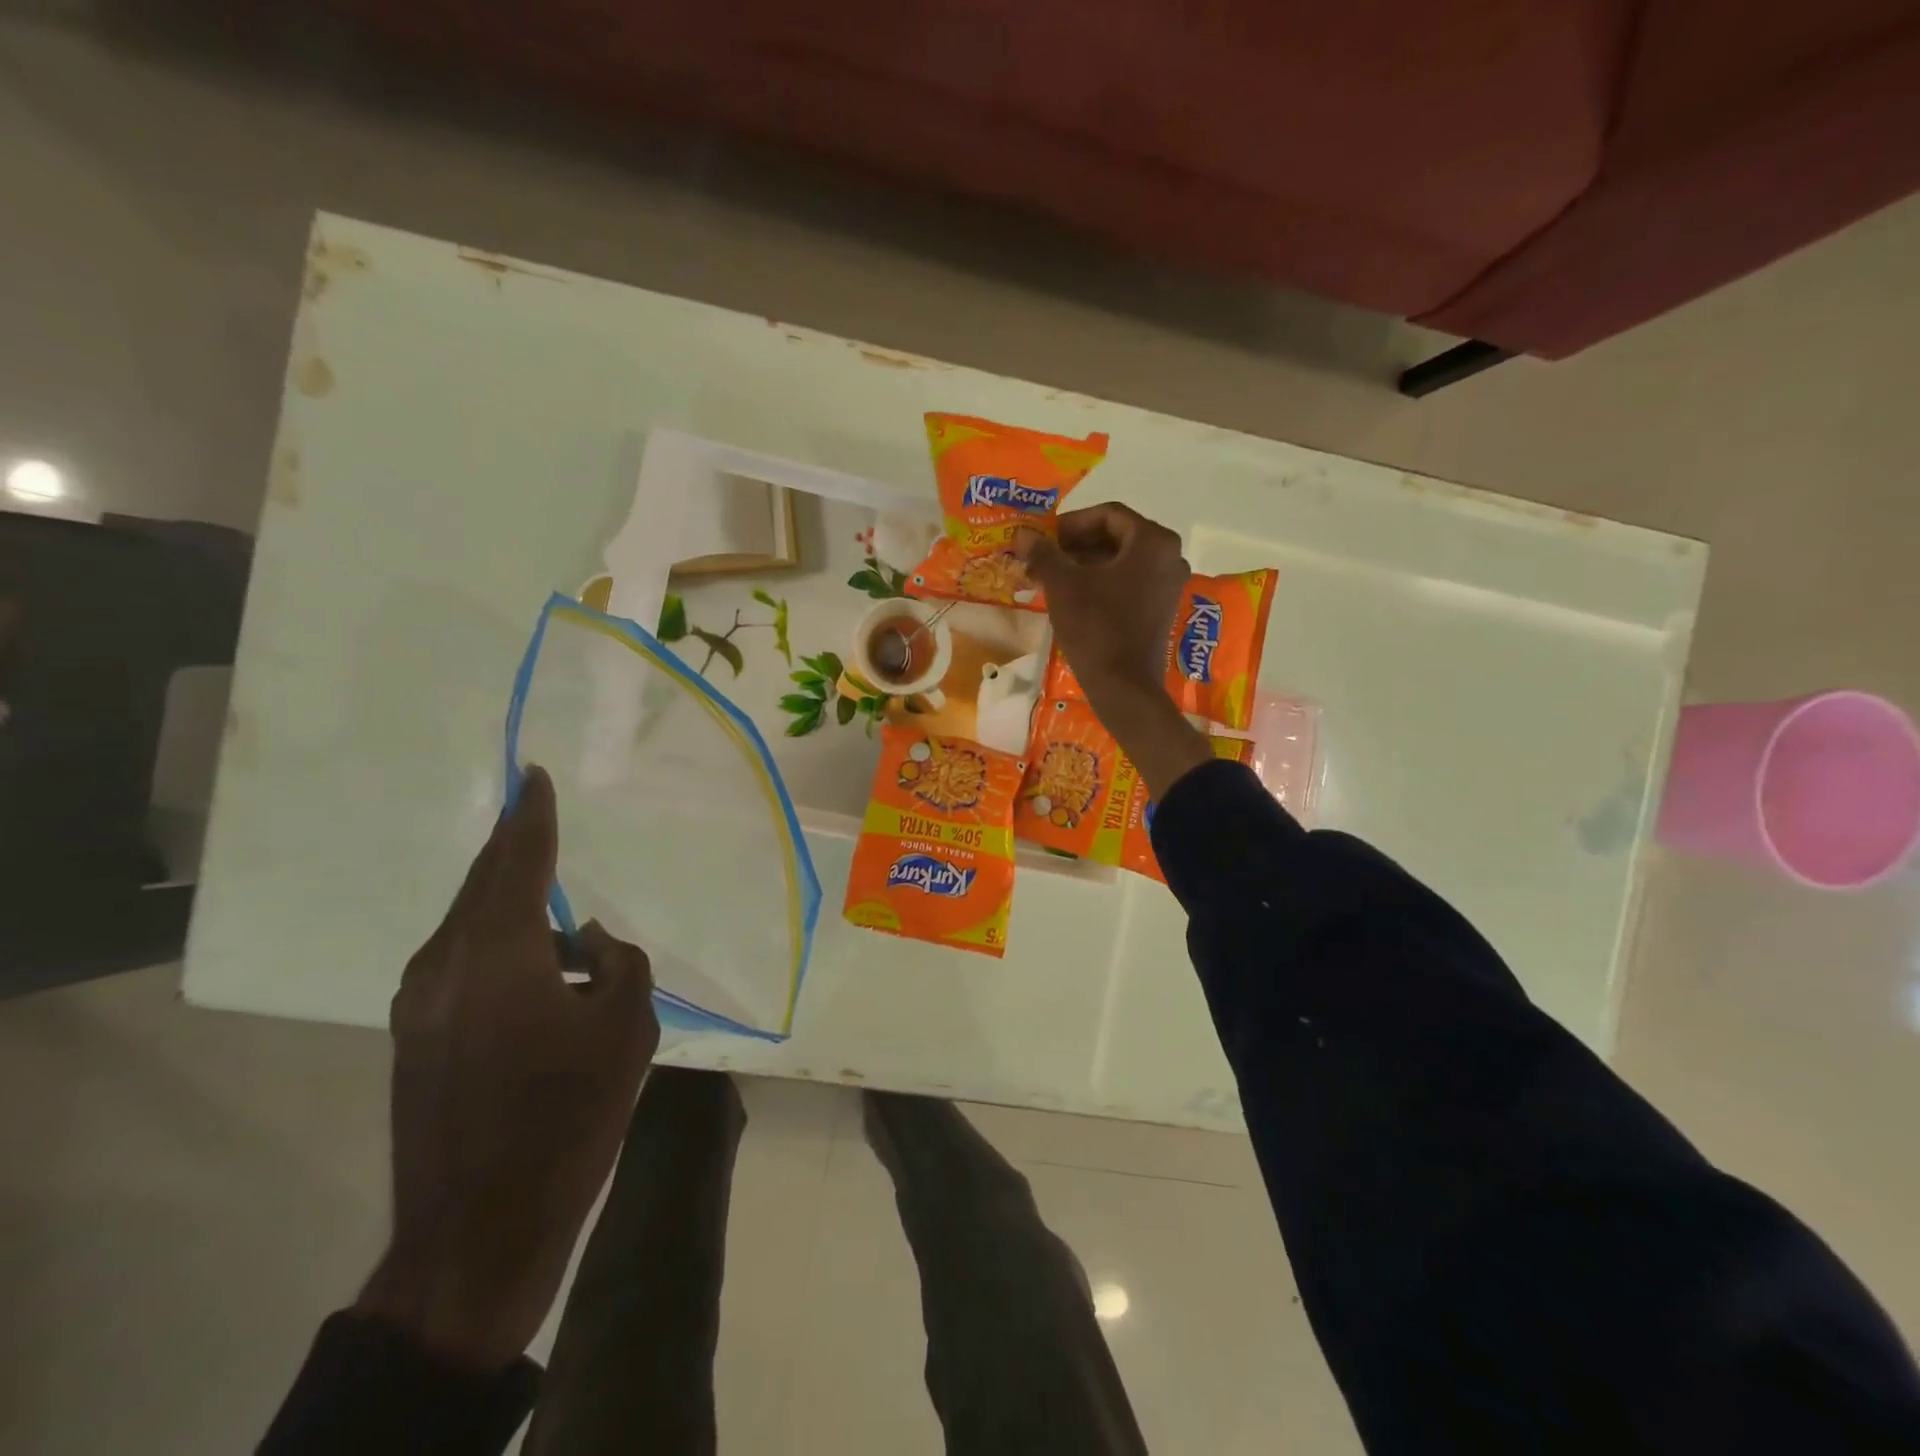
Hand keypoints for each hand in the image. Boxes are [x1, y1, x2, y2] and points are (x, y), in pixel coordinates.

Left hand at [356, 766, 658, 1370]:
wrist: (478, 1230)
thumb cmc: (566, 1117)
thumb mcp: (627, 1030)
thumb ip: (618, 964)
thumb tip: (588, 941)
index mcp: (497, 955)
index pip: (518, 862)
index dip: (530, 816)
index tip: (532, 773)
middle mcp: (444, 965)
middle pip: (482, 886)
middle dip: (512, 849)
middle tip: (536, 816)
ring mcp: (419, 1004)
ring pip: (470, 926)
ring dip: (512, 909)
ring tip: (560, 924)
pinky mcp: (414, 1037)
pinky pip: (462, 964)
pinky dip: (500, 947)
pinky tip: (538, 973)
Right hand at [1016, 505, 1213, 797]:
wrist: (1124, 686)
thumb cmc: (1095, 627)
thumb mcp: (1063, 585)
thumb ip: (1043, 553)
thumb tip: (1022, 534)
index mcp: (1152, 541)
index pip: (1107, 515)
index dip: (1070, 523)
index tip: (1043, 538)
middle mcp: (1169, 556)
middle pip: (1116, 537)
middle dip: (1075, 545)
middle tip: (1042, 558)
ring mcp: (1169, 584)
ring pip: (1121, 561)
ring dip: (1084, 564)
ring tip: (1049, 578)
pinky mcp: (1162, 608)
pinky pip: (1129, 582)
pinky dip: (1100, 583)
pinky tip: (1071, 596)